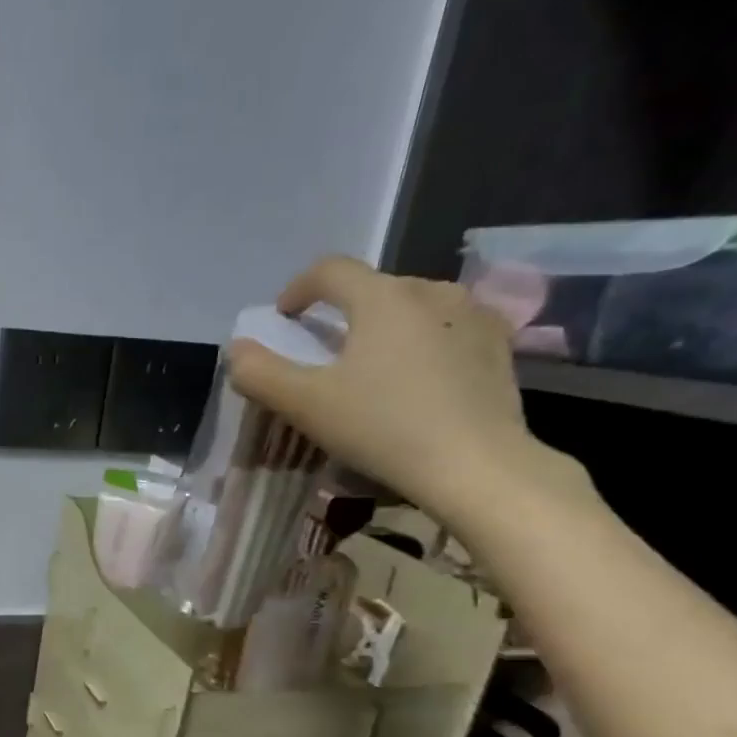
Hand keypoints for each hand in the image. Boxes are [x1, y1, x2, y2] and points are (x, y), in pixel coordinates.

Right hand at [226, 255, 589, 524]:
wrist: (475, 466)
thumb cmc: (382, 428)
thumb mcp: (305, 405)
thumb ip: (260, 374)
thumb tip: (237, 351)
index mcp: (382, 297)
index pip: (330, 270)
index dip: (298, 289)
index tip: (283, 318)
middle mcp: (431, 291)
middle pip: (373, 287)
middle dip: (343, 312)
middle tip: (325, 352)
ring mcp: (473, 316)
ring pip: (414, 307)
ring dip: (384, 326)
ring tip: (372, 366)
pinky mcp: (498, 346)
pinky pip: (448, 329)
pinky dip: (423, 343)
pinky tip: (417, 379)